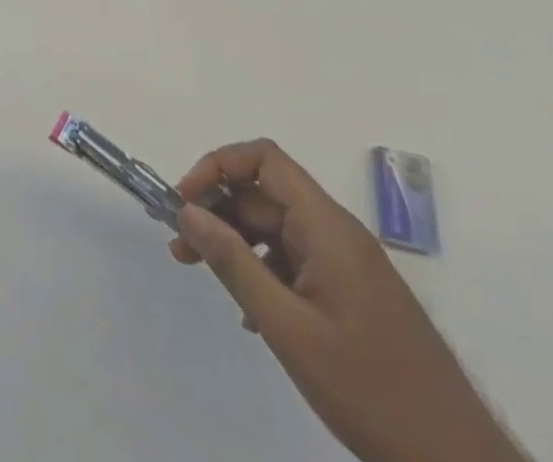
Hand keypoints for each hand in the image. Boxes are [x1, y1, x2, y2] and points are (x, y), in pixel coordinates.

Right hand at [170, 140, 525, 461]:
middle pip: (265, 195)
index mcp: (328, 227)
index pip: (264, 160)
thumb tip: (188, 211)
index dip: (218, 167)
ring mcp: (350, 266)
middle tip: (181, 246)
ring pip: (278, 230)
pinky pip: (297, 262)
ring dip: (237, 243)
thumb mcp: (288, 328)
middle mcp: (339, 234)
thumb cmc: (372, 392)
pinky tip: (250, 314)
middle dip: (218, 211)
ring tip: (204, 274)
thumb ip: (233, 263)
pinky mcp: (355, 296)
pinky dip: (264, 272)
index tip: (186, 202)